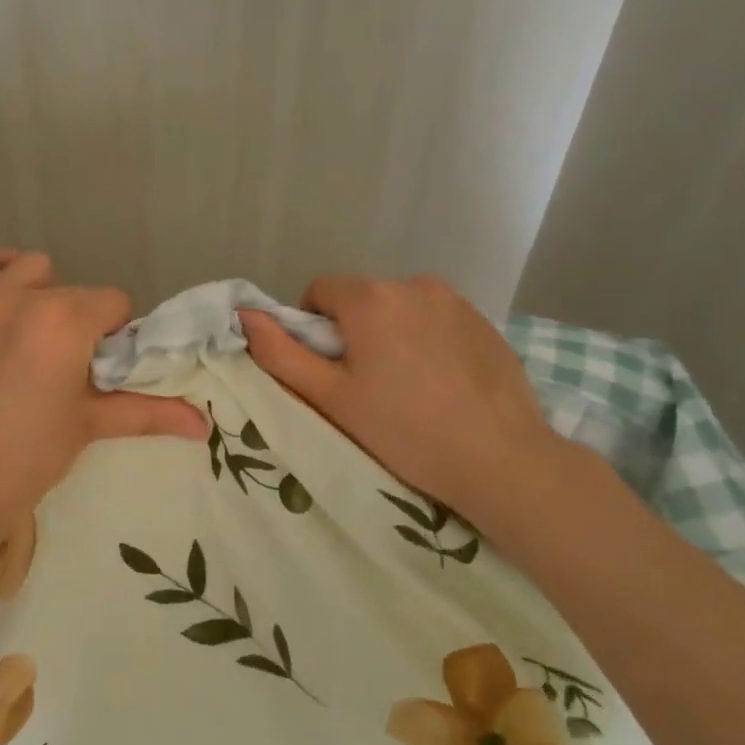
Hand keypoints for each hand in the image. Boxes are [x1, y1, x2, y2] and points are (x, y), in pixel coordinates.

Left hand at [0, 248, 207, 557]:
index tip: (106, 367)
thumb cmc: (28, 458)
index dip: (117, 334)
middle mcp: (22, 298)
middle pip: (72, 292)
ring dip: (41, 293)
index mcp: (66, 320)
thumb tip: (204, 426)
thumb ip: (148, 413)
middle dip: (82, 321)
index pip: (113, 303)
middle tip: (72, 365)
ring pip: (25, 272)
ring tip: (37, 332)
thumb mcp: (89, 427)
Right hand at [239, 276, 567, 531]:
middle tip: (363, 386)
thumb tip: (245, 315)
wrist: (500, 460)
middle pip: (362, 300)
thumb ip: (280, 353)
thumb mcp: (330, 397)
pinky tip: (440, 386)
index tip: (326, 370)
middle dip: (353, 333)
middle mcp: (415, 284)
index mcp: (372, 298)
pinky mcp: (485, 322)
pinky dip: (427, 343)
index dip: (311, 328)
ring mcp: (456, 301)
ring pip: (401, 310)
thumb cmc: (403, 430)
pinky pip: (437, 322)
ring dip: (391, 336)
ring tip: (406, 388)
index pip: (320, 291)